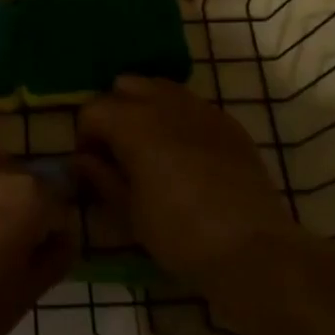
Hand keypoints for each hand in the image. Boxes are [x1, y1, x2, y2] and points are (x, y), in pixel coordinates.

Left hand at [0, 146, 74, 334]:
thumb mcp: (27, 295)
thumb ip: (56, 257)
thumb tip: (64, 234)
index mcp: (34, 198)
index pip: (59, 205)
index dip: (54, 232)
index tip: (40, 257)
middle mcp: (2, 169)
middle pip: (26, 183)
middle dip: (25, 208)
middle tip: (7, 248)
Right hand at [78, 76, 296, 290]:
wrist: (252, 248)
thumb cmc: (180, 234)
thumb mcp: (130, 213)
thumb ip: (102, 178)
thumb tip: (81, 160)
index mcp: (134, 123)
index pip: (93, 110)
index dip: (85, 136)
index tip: (92, 165)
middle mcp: (165, 103)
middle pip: (126, 86)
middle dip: (115, 112)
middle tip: (118, 150)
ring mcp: (201, 108)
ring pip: (160, 88)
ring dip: (146, 108)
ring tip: (151, 147)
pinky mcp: (227, 122)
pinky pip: (192, 105)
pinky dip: (178, 119)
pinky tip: (185, 154)